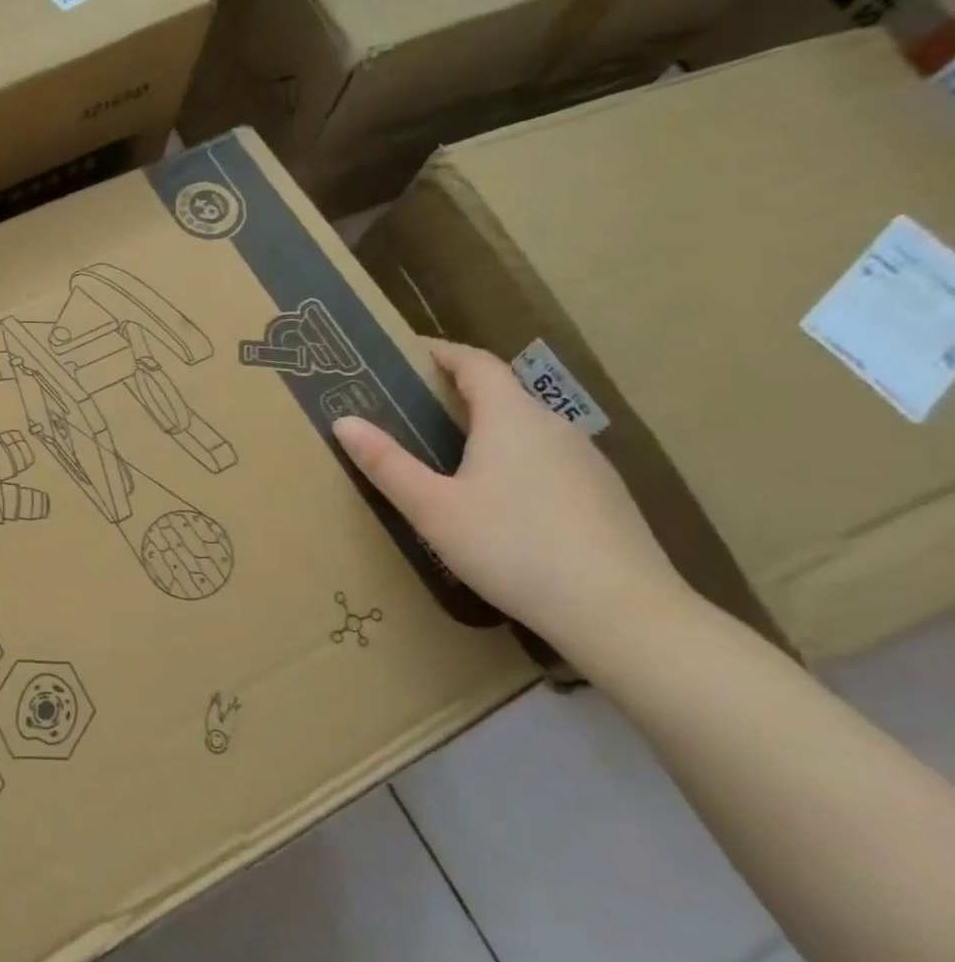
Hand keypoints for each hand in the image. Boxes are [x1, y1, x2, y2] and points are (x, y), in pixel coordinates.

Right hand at [333, 339, 689, 646]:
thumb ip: (387, 463)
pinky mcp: (601, 493)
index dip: (440, 352)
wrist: (618, 609)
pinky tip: (496, 499)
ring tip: (446, 454)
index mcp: (511, 418)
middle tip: (410, 408)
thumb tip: (344, 421)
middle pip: (501, 393)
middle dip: (455, 392)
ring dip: (485, 428)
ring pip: (525, 428)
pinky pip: (545, 458)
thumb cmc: (511, 546)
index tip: (406, 353)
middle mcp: (553, 426)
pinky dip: (512, 458)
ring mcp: (585, 460)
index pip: (475, 362)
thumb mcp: (432, 508)